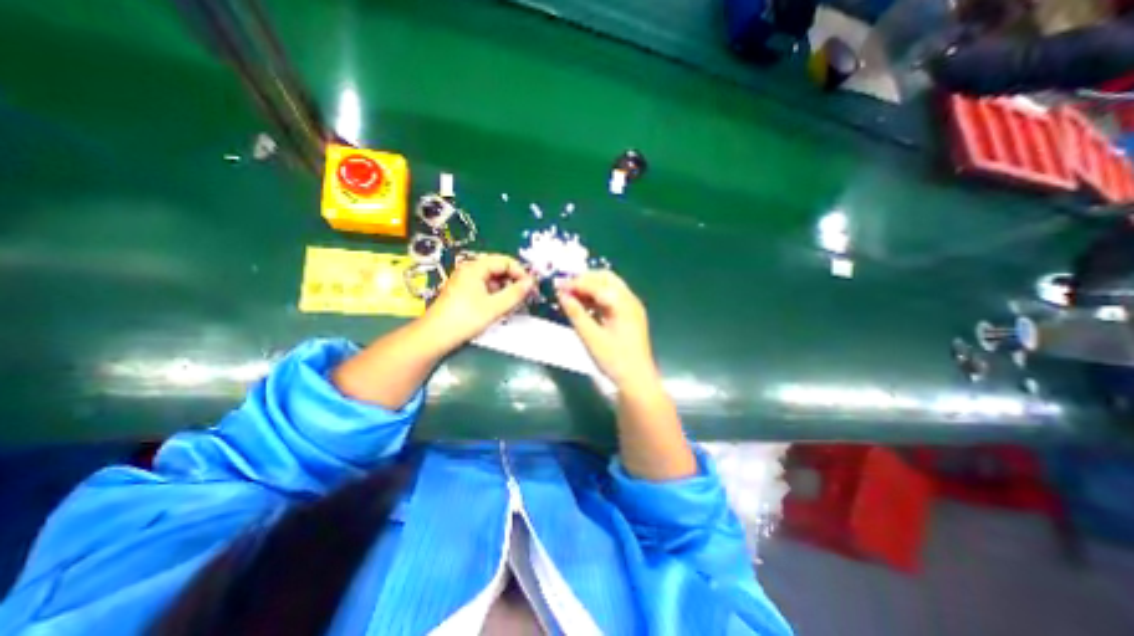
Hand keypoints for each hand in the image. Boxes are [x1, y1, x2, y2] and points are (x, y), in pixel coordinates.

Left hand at [422, 250, 533, 348]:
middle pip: (498, 269)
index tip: (531, 287)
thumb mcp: (494, 307)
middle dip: (514, 281)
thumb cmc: (465, 319)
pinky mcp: (463, 292)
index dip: (520, 272)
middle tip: (525, 296)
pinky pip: (485, 288)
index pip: (505, 261)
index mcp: (475, 268)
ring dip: (506, 289)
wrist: (435, 336)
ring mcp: (465, 281)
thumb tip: (531, 282)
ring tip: (514, 304)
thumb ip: (515, 293)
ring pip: (492, 280)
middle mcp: (469, 270)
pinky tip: (501, 308)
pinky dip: (496, 295)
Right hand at [558, 268, 660, 387]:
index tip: (557, 287)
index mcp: (622, 303)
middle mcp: (630, 299)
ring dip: (590, 288)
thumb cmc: (614, 359)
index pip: (596, 284)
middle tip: (565, 289)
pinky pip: (612, 298)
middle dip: (584, 280)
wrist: (637, 379)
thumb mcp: (591, 337)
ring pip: (609, 286)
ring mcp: (632, 306)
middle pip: (605, 278)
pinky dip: (598, 297)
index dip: (575, 283)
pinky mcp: (630, 315)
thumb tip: (562, 295)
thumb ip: (576, 313)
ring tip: (571, 296)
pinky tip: (585, 305)